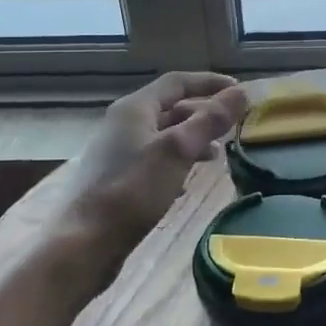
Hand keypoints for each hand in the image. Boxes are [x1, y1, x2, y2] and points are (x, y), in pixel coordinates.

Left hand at [58, 72, 247, 255]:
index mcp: (135, 108)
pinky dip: (176, 163)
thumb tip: (241, 92)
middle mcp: (123, 124)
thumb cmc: (133, 190)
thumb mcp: (178, 150)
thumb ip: (210, 120)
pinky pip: (153, 160)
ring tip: (216, 155)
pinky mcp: (116, 179)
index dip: (209, 82)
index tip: (239, 91)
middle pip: (170, 108)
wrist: (84, 243)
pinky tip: (187, 183)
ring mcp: (117, 152)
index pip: (177, 82)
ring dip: (191, 140)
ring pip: (162, 136)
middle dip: (203, 114)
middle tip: (231, 127)